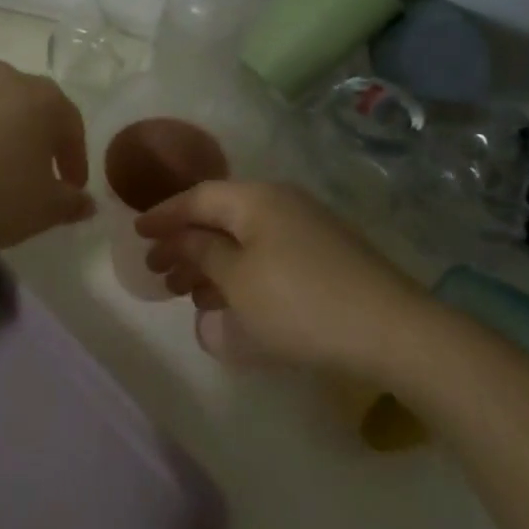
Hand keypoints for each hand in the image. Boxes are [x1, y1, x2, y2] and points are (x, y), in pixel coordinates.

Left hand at [0, 62, 95, 261]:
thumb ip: (70, 204)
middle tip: (29, 176)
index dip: (74, 159)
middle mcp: (4, 78)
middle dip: (33, 140)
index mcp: (42, 98)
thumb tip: (86, 201)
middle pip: (28, 108)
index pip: (71, 125)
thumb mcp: (41, 211)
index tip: (69, 187)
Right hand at [136, 181, 425, 377]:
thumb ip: (203, 255)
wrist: (392, 329)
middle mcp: (280, 201)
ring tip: (187, 293)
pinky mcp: (325, 255)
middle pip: (220, 217)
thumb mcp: (238, 283)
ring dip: (212, 262)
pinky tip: (231, 301)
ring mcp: (306, 226)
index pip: (198, 198)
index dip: (164, 215)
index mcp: (255, 198)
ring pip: (244, 238)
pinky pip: (267, 254)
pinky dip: (241, 273)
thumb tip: (184, 239)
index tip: (137, 233)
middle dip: (186, 244)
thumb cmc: (301, 304)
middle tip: (159, 272)